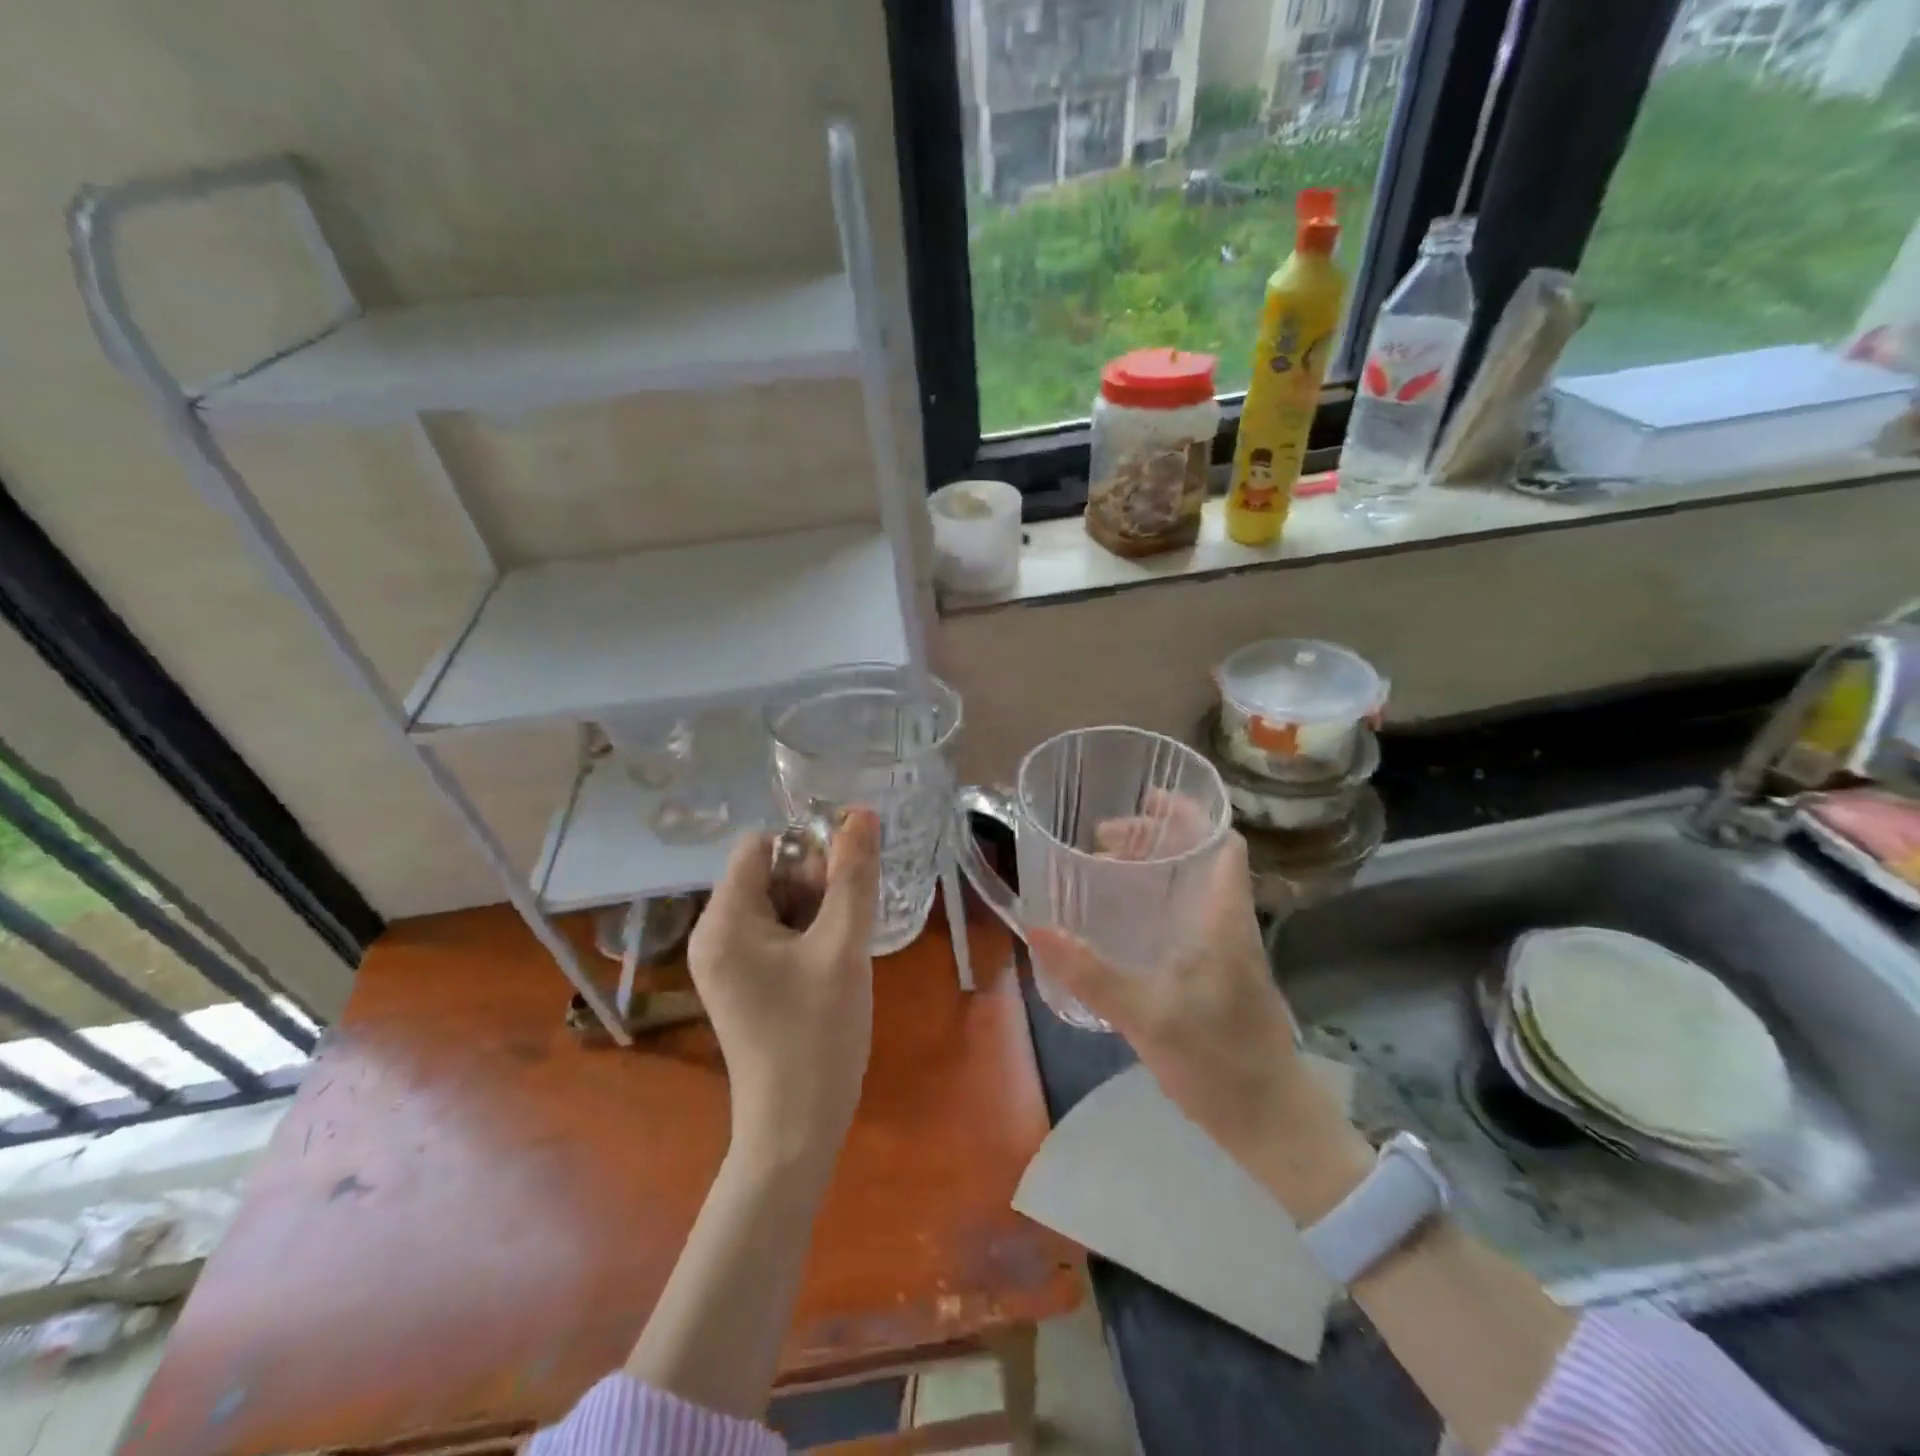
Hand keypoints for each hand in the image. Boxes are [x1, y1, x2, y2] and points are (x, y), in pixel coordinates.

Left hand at [687, 810, 881, 1171]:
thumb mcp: (842, 946)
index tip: (844, 881)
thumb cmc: (817, 1034)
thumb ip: (853, 875)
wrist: (796, 1129)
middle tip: (845, 923)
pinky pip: (777, 934)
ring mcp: (727, 962)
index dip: (807, 849)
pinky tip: (832, 963)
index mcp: (723, 920)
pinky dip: (808, 935)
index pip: (760, 845)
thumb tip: (863, 813)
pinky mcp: (744, 983)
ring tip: (842, 948)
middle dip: (814, 882)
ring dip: (817, 910)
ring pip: (778, 904)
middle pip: (768, 873)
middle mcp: (714, 934)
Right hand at [1028, 816, 1340, 1170]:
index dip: (1190, 812)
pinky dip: (1157, 901)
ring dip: (1156, 867)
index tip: (1145, 798)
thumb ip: (1091, 974)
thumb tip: (1037, 930)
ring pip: (1194, 886)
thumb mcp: (1146, 1015)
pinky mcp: (1220, 975)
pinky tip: (1124, 922)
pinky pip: (1188, 916)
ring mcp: (1227, 950)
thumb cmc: (1218, 1061)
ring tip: (1107, 868)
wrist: (1272, 1123)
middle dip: (1157, 835)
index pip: (1223, 842)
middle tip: (1105, 837)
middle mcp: (1229, 923)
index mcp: (1223, 917)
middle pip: (1203, 856)